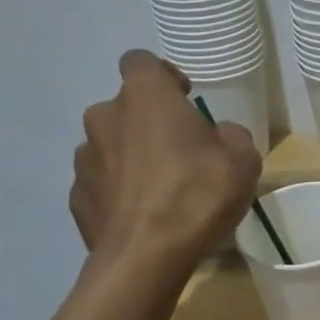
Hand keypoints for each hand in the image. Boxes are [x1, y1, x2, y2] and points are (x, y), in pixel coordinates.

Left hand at [72, 51, 261, 269]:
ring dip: (131, 156)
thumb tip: (217, 136)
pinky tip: (142, 215)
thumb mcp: (243, 159)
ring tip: (161, 190)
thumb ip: (230, 135)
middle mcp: (105, 117)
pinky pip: (101, 182)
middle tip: (180, 152)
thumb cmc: (198, 195)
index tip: (184, 99)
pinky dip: (118, 190)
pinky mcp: (76, 197)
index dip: (163, 76)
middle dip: (148, 123)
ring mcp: (84, 159)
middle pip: (125, 107)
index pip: (141, 61)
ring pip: (110, 145)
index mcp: (145, 96)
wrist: (146, 258)